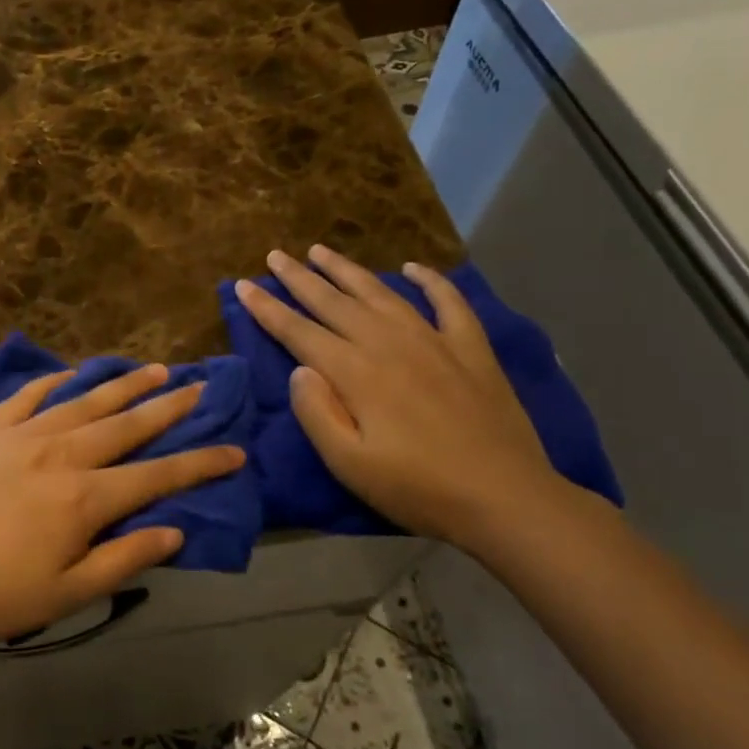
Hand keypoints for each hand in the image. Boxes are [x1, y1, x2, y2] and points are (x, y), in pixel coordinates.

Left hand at [0, 366, 244, 653]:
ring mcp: (21, 435)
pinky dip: (55, 381)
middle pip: (126, 424)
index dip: (201, 463)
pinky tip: (74, 373)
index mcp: (85, 498)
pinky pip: (28, 396)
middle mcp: (61, 454)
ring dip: (123, 385)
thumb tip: (175, 531)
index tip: (235, 449)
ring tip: (154, 369)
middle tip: (199, 387)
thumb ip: (125, 558)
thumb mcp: (69, 593)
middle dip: (169, 407)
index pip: (158, 475)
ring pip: (84, 401)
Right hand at [234, 246, 567, 550]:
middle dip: (299, 279)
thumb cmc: (417, 487)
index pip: (299, 332)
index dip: (268, 309)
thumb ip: (316, 412)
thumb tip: (298, 369)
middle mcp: (389, 344)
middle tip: (275, 255)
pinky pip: (448, 303)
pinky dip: (430, 281)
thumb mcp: (349, 463)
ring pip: (381, 293)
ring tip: (321, 251)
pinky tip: (413, 268)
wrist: (505, 497)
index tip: (243, 286)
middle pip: (334, 303)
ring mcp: (434, 341)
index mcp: (356, 372)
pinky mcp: (471, 350)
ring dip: (347, 271)